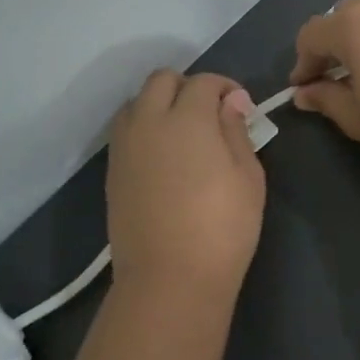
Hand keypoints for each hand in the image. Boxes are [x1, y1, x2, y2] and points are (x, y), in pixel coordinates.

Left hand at [107, 70, 265, 301]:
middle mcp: (149, 121)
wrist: (169, 278)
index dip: (224, 87)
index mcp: (187, 118)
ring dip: (159, 104)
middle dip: (187, 86)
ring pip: (136, 102)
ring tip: (182, 133)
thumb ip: (236, 131)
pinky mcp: (112, 171)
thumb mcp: (247, 177)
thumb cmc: (222, 228)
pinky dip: (144, 128)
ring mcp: (125, 147)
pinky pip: (126, 131)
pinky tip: (163, 156)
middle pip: (161, 80)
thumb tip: (231, 101)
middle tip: (210, 114)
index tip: (240, 107)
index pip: (203, 82)